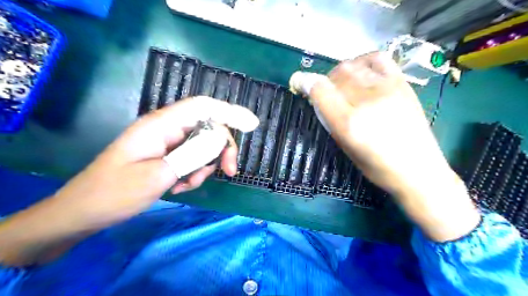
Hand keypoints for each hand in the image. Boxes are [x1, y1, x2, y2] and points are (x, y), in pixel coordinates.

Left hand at [0, 97, 258, 265]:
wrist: (85, 212)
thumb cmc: (116, 192)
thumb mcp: (159, 174)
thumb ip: (192, 154)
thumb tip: (221, 138)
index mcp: (161, 124)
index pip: (203, 107)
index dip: (230, 111)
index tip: (252, 125)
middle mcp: (167, 129)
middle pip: (208, 128)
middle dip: (220, 149)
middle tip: (229, 171)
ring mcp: (167, 143)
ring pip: (202, 146)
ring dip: (204, 166)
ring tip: (187, 185)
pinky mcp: (167, 156)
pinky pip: (192, 159)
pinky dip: (193, 173)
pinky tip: (179, 187)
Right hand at [306, 52, 479, 242]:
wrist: (419, 170)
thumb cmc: (377, 167)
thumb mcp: (345, 148)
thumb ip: (330, 120)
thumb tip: (318, 98)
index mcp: (349, 123)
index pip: (320, 90)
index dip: (304, 82)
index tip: (298, 82)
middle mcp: (366, 101)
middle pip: (336, 74)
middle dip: (323, 80)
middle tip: (325, 91)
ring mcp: (387, 89)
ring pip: (353, 65)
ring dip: (340, 73)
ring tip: (343, 84)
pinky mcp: (402, 83)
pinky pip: (377, 58)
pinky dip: (363, 61)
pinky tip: (361, 72)